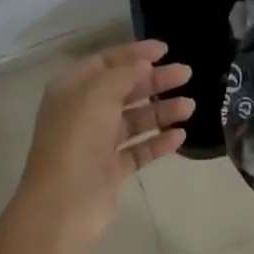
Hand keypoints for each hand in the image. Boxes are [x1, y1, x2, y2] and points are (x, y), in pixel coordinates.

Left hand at [17, 42, 193, 245]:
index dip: (135, 53)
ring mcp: (97, 143)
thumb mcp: (99, 92)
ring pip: (135, 119)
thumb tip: (143, 64)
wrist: (63, 203)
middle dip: (155, 81)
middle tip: (186, 74)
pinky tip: (180, 136)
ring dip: (162, 110)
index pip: (107, 61)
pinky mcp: (111, 170)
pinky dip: (158, 141)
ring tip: (190, 107)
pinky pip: (139, 149)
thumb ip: (124, 73)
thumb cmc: (78, 137)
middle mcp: (84, 112)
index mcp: (73, 88)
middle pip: (125, 89)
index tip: (165, 50)